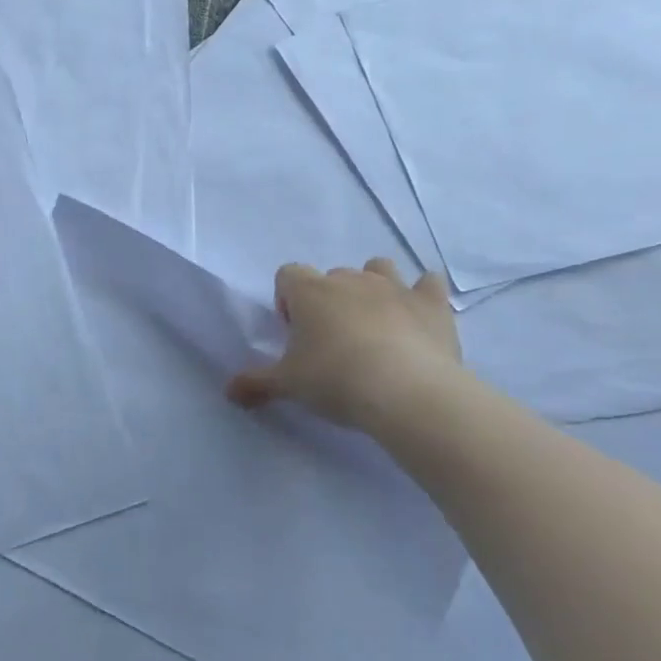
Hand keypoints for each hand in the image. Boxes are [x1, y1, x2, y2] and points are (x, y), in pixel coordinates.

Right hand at [227, 260, 461, 433]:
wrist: (407, 392)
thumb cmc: (335, 380)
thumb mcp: (287, 385)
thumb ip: (255, 383)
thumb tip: (229, 391)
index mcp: (309, 292)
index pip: (287, 274)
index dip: (288, 300)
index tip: (295, 333)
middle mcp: (349, 280)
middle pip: (332, 276)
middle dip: (329, 300)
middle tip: (330, 341)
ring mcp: (394, 287)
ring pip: (378, 268)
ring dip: (373, 287)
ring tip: (373, 324)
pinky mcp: (432, 303)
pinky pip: (428, 283)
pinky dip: (422, 295)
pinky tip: (418, 318)